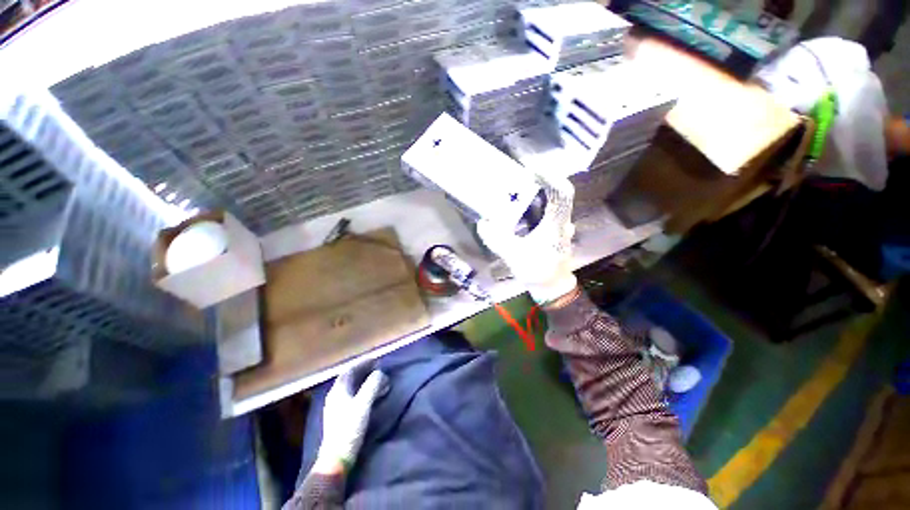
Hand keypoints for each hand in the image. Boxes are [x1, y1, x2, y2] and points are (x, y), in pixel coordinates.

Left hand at [315, 366, 388, 471]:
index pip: (350, 370)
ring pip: (351, 387)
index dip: (363, 363)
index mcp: (338, 390)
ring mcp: (336, 407)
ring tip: (377, 381)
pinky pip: (352, 396)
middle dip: (364, 371)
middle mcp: (335, 396)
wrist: (336, 458)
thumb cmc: (350, 428)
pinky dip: (362, 391)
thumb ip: (372, 385)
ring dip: (364, 381)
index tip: (376, 360)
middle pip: (349, 378)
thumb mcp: (363, 404)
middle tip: (378, 368)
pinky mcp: (339, 417)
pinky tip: (370, 396)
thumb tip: (380, 373)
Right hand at [477, 173, 577, 303]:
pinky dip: (535, 208)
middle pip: (555, 193)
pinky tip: (521, 213)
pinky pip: (547, 213)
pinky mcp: (555, 232)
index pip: (562, 192)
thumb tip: (482, 223)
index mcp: (556, 224)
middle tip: (516, 180)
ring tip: (516, 194)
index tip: (531, 170)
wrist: (552, 288)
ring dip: (536, 196)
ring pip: (551, 203)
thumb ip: (497, 240)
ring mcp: (560, 226)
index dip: (550, 176)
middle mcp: (562, 221)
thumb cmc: (537, 271)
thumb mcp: (514, 256)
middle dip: (537, 183)